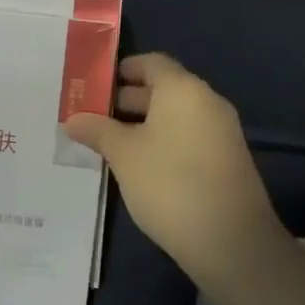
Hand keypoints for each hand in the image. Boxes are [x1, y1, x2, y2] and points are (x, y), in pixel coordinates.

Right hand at [65, 53, 281, 282]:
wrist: (231, 241)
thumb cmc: (170, 184)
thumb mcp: (124, 155)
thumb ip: (98, 131)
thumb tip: (73, 119)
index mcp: (183, 89)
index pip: (151, 62)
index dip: (122, 70)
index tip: (94, 85)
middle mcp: (206, 101)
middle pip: (163, 88)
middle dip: (128, 99)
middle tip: (93, 116)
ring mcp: (221, 131)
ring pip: (175, 115)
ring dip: (144, 123)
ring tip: (110, 143)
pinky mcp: (226, 159)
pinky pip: (189, 136)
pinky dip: (164, 140)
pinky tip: (140, 165)